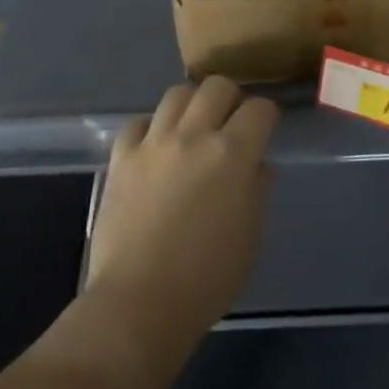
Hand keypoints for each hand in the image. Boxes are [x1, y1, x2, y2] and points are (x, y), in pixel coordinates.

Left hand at [87, 75, 278, 341]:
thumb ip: (257, 191)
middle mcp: (193, 136)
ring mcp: (153, 144)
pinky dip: (150, 129)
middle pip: (216, 86)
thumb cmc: (207, 278)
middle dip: (231, 98)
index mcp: (232, 154)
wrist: (140, 302)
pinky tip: (155, 148)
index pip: (259, 109)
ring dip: (191, 104)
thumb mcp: (250, 237)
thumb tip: (256, 166)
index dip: (267, 115)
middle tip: (231, 122)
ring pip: (176, 94)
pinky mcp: (120, 158)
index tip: (266, 128)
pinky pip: (137, 124)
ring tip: (193, 127)